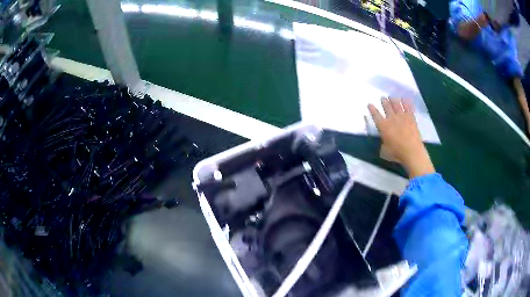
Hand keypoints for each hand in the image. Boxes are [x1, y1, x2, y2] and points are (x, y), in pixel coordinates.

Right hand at [368, 97, 435, 178]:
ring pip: (397, 105)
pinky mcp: (411, 118)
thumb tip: (384, 141)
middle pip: (387, 107)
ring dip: (394, 100)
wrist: (412, 151)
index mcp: (383, 126)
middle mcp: (392, 119)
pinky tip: (405, 98)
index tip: (369, 104)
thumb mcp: (384, 151)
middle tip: (383, 98)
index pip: (375, 115)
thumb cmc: (397, 153)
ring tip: (392, 97)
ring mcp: (402, 117)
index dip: (372, 109)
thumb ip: (383, 144)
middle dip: (384, 102)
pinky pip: (408, 107)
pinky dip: (406, 102)